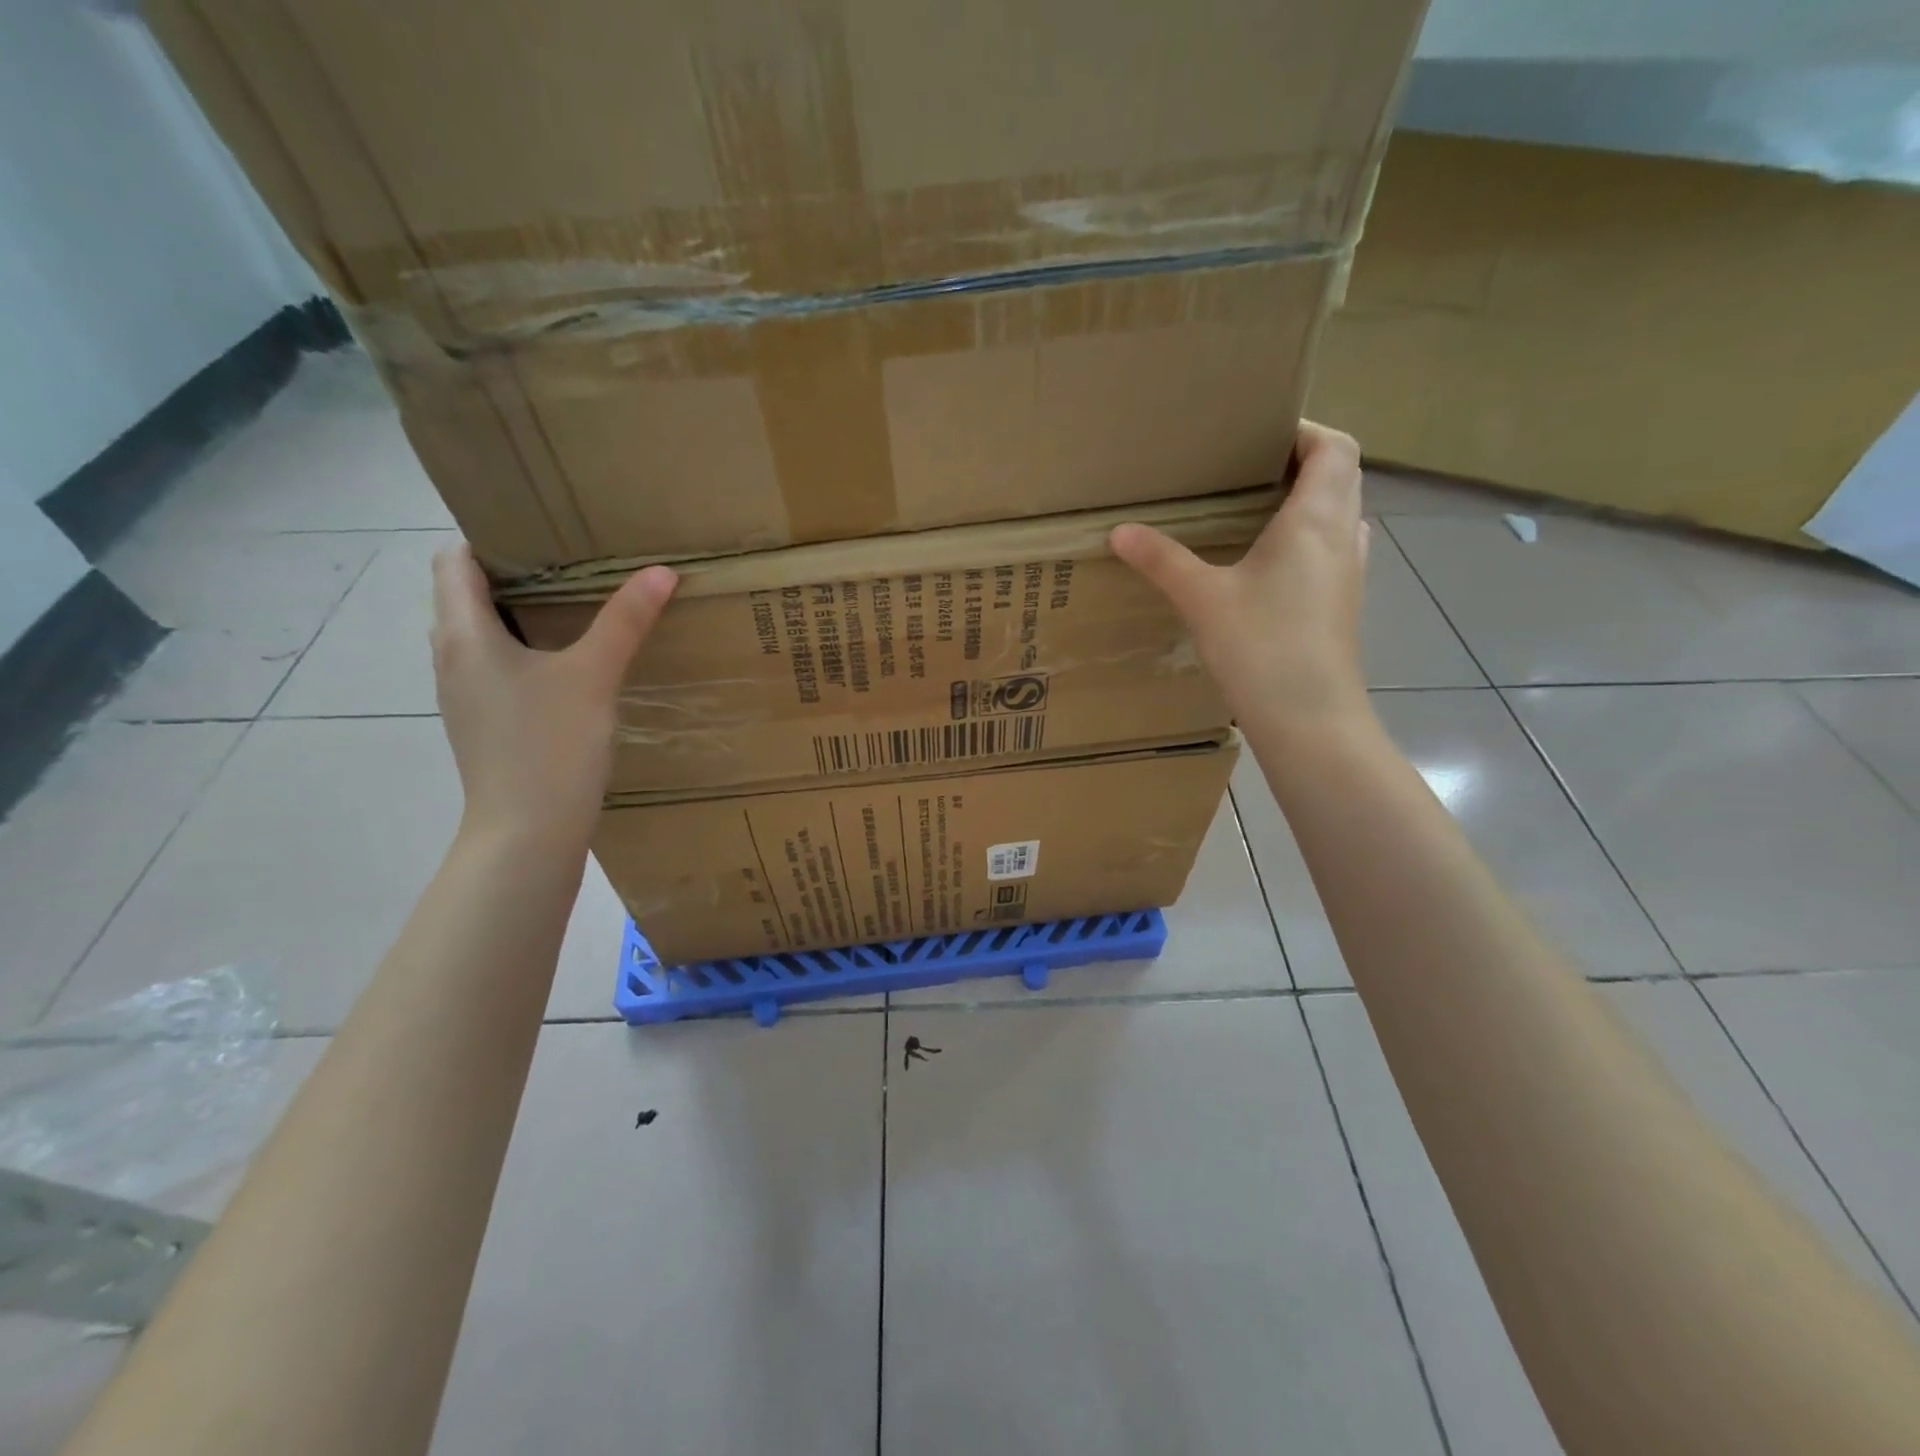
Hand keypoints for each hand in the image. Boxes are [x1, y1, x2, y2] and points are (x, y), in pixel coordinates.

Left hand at [430, 544, 676, 849]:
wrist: (527, 834)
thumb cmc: (548, 747)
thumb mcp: (593, 677)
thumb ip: (625, 621)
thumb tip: (661, 571)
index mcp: (463, 636)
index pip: (454, 561)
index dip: (489, 537)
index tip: (540, 530)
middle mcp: (452, 659)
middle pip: (466, 596)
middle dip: (513, 574)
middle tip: (570, 561)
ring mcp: (466, 696)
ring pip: (483, 635)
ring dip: (519, 615)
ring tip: (575, 606)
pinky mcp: (486, 724)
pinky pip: (497, 668)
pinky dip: (525, 652)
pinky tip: (569, 664)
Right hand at [1111, 422, 1372, 739]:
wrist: (1309, 718)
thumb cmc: (1262, 647)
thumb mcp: (1202, 598)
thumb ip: (1162, 560)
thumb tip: (1120, 531)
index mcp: (1316, 518)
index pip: (1333, 447)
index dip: (1304, 430)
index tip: (1260, 433)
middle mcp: (1343, 536)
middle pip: (1341, 475)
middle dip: (1301, 461)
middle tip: (1247, 468)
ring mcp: (1349, 573)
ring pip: (1340, 513)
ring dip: (1309, 500)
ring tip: (1256, 509)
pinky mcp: (1342, 604)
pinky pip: (1333, 549)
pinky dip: (1309, 538)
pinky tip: (1269, 563)